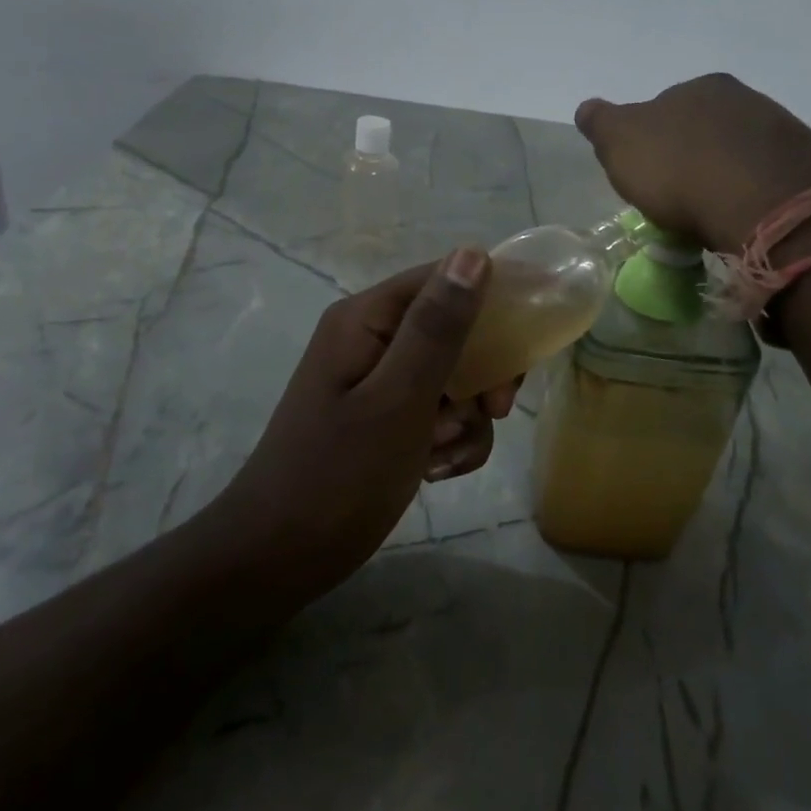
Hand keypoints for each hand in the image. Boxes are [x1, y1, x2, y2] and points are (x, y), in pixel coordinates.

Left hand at [205, 249, 522, 599]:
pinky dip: (448, 440)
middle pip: (454, 329)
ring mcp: (376, 381)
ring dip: (465, 418)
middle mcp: (370, 339)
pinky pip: (435, 412)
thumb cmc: (339, 476)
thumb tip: (473, 253)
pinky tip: (435, 472)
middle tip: (495, 410)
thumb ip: (437, 327)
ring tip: (443, 455)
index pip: (445, 279)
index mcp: (366, 319)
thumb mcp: (399, 399)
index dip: (495, 300)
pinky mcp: (383, 418)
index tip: (531, 344)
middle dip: (482, 372)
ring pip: (452, 376)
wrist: (278, 556)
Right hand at [575, 73, 810, 251]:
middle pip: (704, 129)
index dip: (650, 142)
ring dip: (722, 176)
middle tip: (676, 198)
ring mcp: (781, 130)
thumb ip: (601, 123)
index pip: (664, 109)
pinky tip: (742, 218)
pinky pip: (766, 178)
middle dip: (689, 157)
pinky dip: (750, 194)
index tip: (646, 176)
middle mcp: (744, 98)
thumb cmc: (680, 170)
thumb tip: (588, 109)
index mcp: (698, 87)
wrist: (765, 204)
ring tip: (710, 215)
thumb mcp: (621, 144)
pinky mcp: (807, 166)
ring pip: (737, 153)